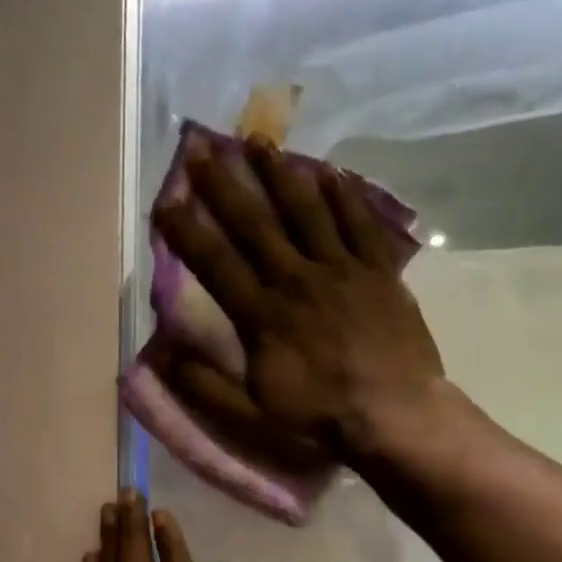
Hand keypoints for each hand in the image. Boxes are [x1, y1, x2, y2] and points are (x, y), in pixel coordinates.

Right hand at [151, 134, 445, 462]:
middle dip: (225, 186)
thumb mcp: (254, 415)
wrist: (395, 416)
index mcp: (264, 316)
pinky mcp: (380, 272)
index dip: (188, 232)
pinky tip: (330, 173)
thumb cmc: (322, 419)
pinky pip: (360, 223)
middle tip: (202, 150)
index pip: (216, 263)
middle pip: (255, 224)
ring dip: (281, 175)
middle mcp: (297, 280)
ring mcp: (343, 270)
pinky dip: (344, 196)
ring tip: (260, 142)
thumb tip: (166, 355)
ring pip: (307, 211)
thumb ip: (208, 386)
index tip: (166, 202)